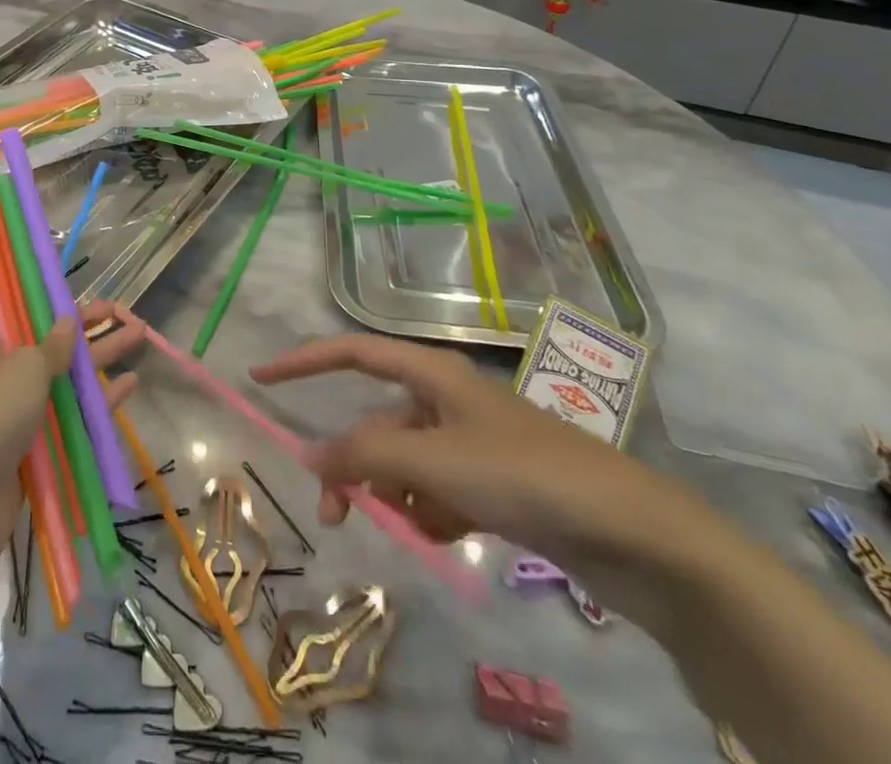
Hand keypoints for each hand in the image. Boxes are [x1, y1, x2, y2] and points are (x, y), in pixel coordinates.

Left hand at [0, 301, 146, 598]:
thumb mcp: (24, 366)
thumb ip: (53, 345)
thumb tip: (67, 323)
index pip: (12, 304)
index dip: (44, 295)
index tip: (76, 290)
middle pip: (46, 340)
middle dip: (87, 327)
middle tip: (127, 312)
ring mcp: (12, 412)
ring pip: (62, 379)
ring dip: (98, 360)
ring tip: (140, 337)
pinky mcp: (28, 452)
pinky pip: (67, 419)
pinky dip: (96, 403)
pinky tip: (129, 387)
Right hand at [251, 333, 713, 628]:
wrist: (630, 533)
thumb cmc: (524, 474)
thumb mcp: (436, 461)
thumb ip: (366, 457)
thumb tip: (308, 453)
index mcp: (433, 374)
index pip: (353, 353)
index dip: (304, 361)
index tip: (260, 376)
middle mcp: (446, 400)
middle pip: (377, 425)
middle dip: (355, 467)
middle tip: (336, 517)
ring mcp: (470, 442)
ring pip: (404, 464)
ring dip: (395, 497)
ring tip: (418, 530)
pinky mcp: (491, 483)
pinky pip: (436, 491)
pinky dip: (430, 513)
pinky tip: (450, 536)